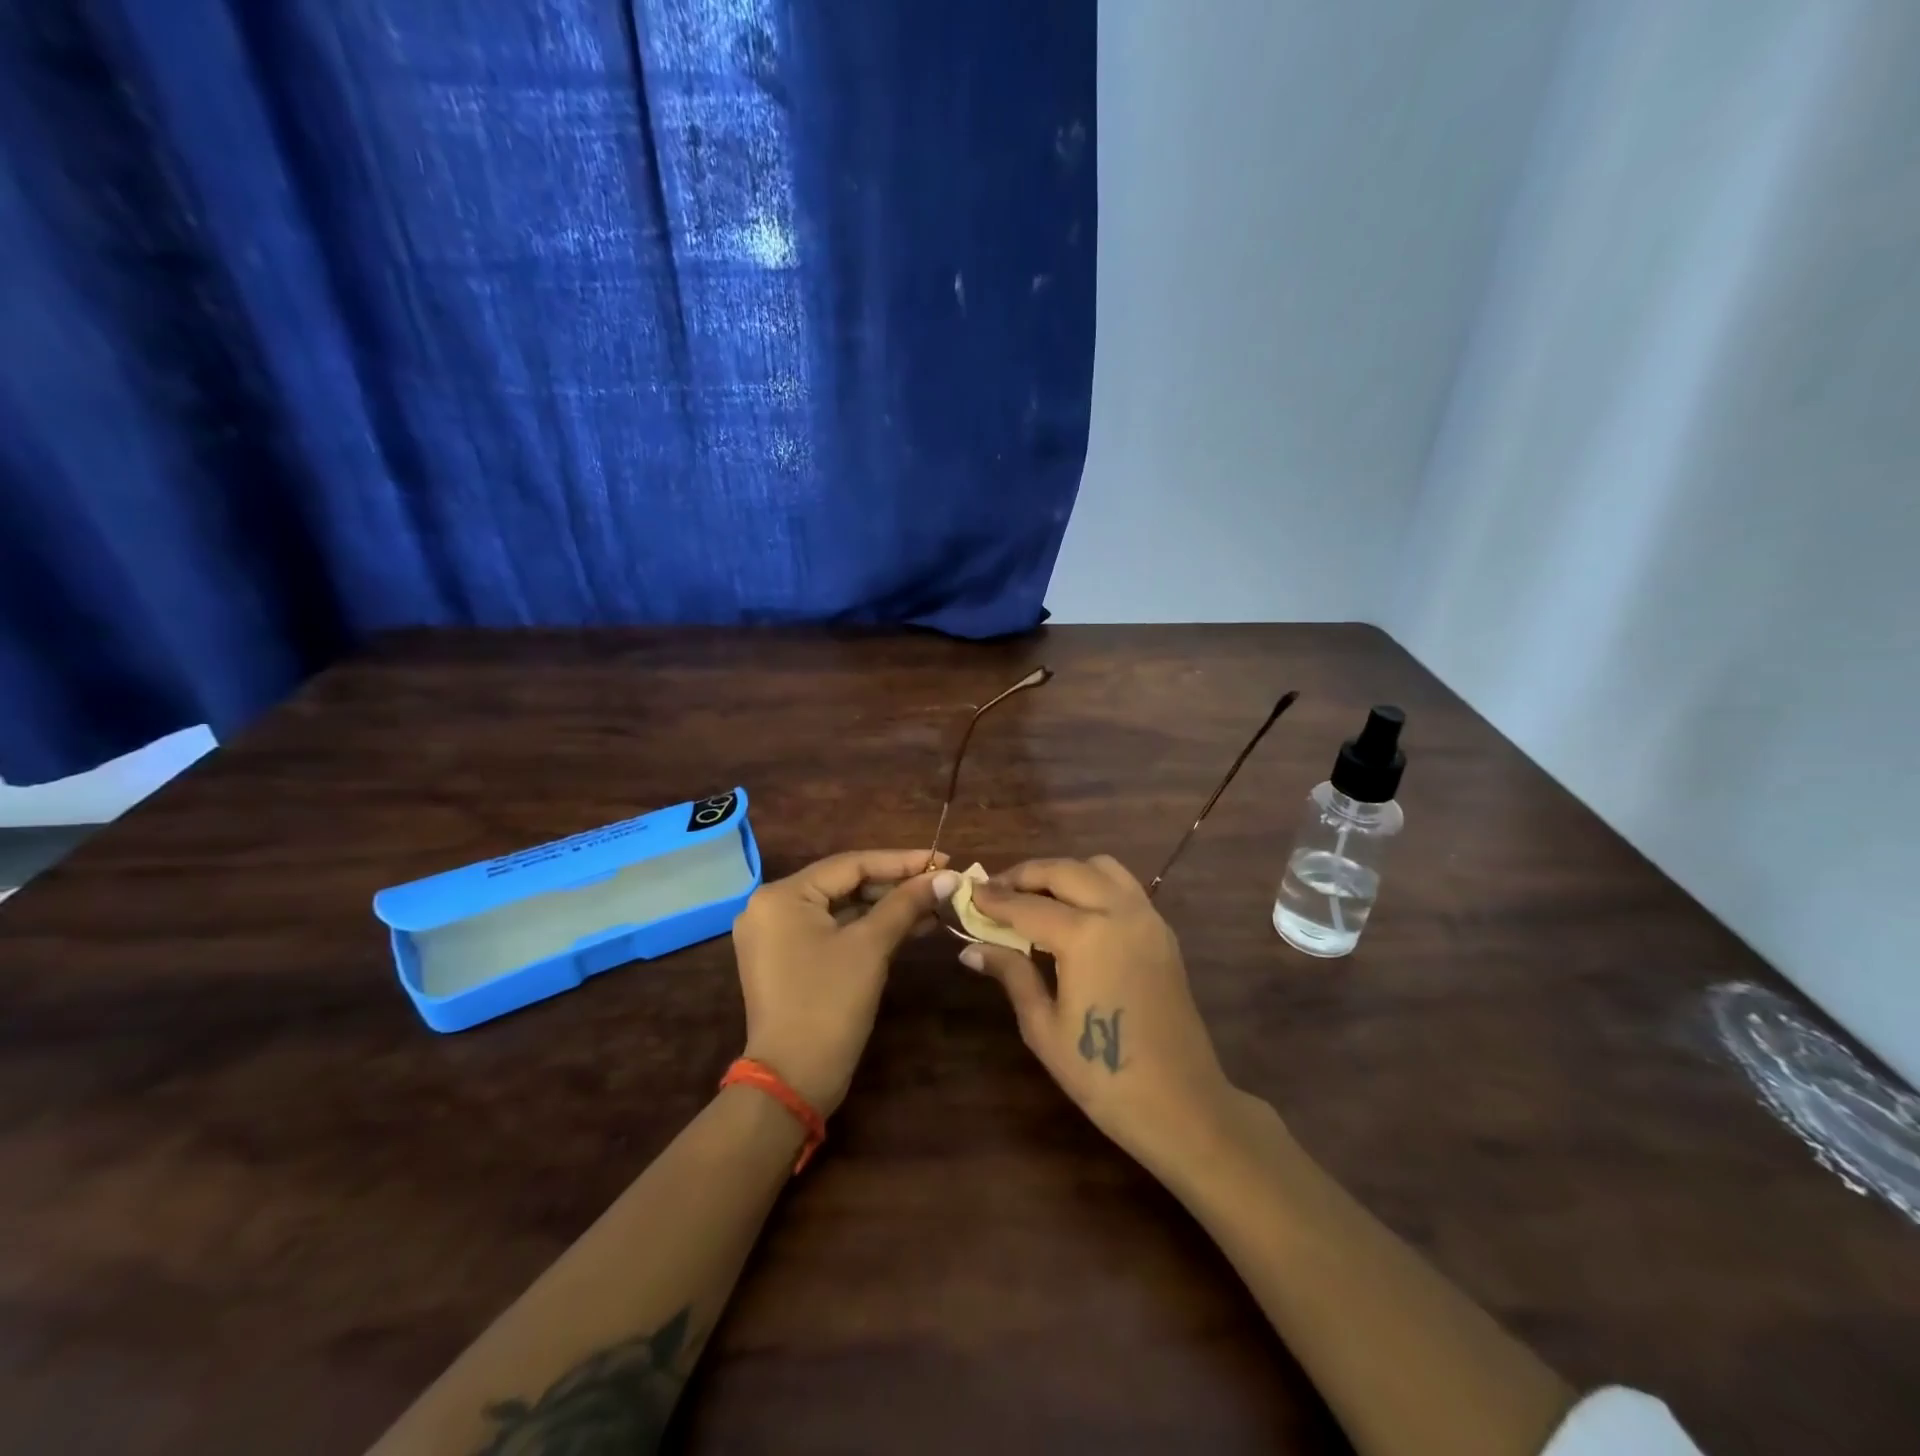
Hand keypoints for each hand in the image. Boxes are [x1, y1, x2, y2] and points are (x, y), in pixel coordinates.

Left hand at [732, 849, 946, 1115]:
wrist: (792, 1081)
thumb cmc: (829, 1004)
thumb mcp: (871, 947)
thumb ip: (907, 904)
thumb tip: (947, 876)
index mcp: (782, 895)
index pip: (851, 864)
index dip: (901, 861)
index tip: (942, 859)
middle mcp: (771, 907)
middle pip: (845, 884)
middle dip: (896, 886)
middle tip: (940, 884)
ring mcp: (776, 935)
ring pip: (842, 908)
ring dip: (886, 908)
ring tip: (933, 906)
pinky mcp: (786, 959)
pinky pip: (833, 930)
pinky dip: (868, 929)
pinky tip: (909, 927)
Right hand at [954, 856, 1249, 1177]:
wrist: (1181, 1104)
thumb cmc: (1102, 1074)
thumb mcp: (1044, 1027)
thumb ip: (1012, 974)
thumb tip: (971, 948)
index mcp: (1086, 935)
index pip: (1027, 906)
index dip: (994, 899)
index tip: (968, 892)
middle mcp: (1118, 912)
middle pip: (1064, 871)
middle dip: (1025, 875)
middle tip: (996, 890)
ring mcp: (1147, 917)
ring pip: (1099, 868)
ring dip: (1063, 872)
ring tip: (1036, 896)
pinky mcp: (1163, 931)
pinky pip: (1124, 887)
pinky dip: (1093, 884)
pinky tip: (1075, 913)